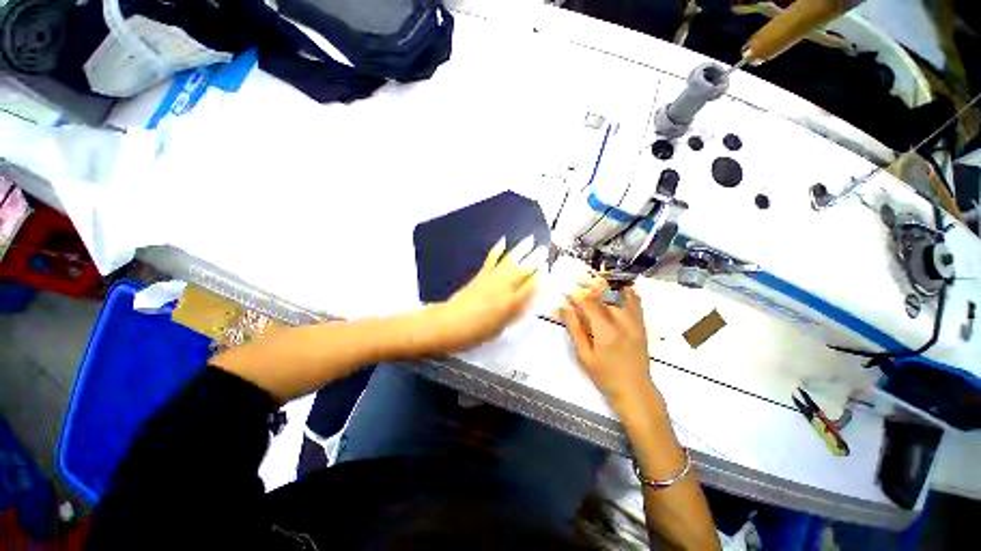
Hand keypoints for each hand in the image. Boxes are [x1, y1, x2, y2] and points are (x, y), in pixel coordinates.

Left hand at [428, 236, 544, 352]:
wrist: (451, 323)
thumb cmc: (477, 332)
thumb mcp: (502, 328)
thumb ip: (515, 313)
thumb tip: (526, 301)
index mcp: (512, 303)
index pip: (533, 286)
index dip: (542, 276)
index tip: (548, 268)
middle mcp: (505, 287)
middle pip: (524, 269)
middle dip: (536, 258)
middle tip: (545, 249)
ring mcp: (492, 278)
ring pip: (511, 260)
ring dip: (521, 249)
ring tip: (531, 239)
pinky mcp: (482, 274)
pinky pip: (492, 259)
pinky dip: (498, 249)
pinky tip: (503, 241)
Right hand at [561, 284, 658, 409]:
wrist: (635, 391)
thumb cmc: (605, 376)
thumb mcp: (584, 355)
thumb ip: (575, 329)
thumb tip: (565, 308)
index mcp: (606, 332)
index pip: (589, 304)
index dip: (576, 296)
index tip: (567, 293)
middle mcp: (623, 323)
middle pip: (607, 293)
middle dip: (591, 285)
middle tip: (579, 283)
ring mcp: (635, 322)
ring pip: (622, 293)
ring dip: (607, 285)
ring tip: (594, 285)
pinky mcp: (641, 324)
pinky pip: (635, 300)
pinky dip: (623, 291)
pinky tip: (613, 292)